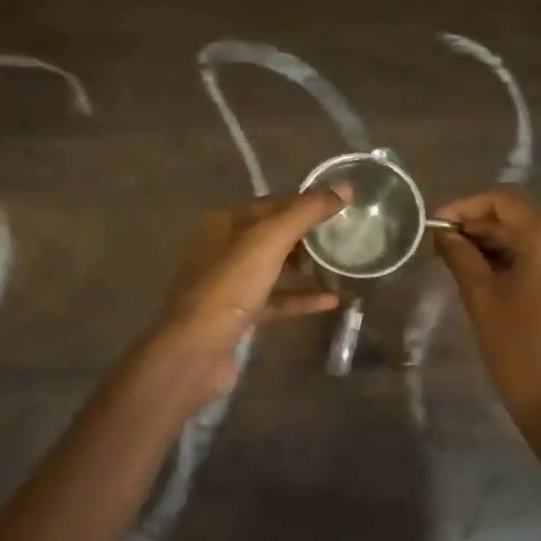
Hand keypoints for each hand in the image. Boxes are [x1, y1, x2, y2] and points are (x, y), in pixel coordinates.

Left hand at [147, 188, 347, 410]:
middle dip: (308, 236)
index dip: (306, 203)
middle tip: (345, 238)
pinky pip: (274, 298)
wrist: (194, 353)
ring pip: (274, 267)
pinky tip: (330, 301)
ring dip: (305, 267)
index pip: (272, 203)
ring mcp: (228, 283)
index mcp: (223, 222)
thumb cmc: (229, 288)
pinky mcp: (238, 313)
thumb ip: (305, 212)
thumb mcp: (268, 242)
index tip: (343, 207)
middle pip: (273, 234)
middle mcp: (222, 247)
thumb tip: (345, 188)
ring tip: (341, 265)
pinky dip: (299, 297)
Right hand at [433, 187, 540, 475]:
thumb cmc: (520, 354)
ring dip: (495, 244)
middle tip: (439, 243)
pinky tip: (485, 272)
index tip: (434, 223)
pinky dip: (516, 260)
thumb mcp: (482, 301)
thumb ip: (460, 257)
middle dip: (478, 226)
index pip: (503, 202)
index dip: (464, 207)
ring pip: (532, 238)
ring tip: (455, 258)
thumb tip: (442, 233)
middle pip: (519, 218)